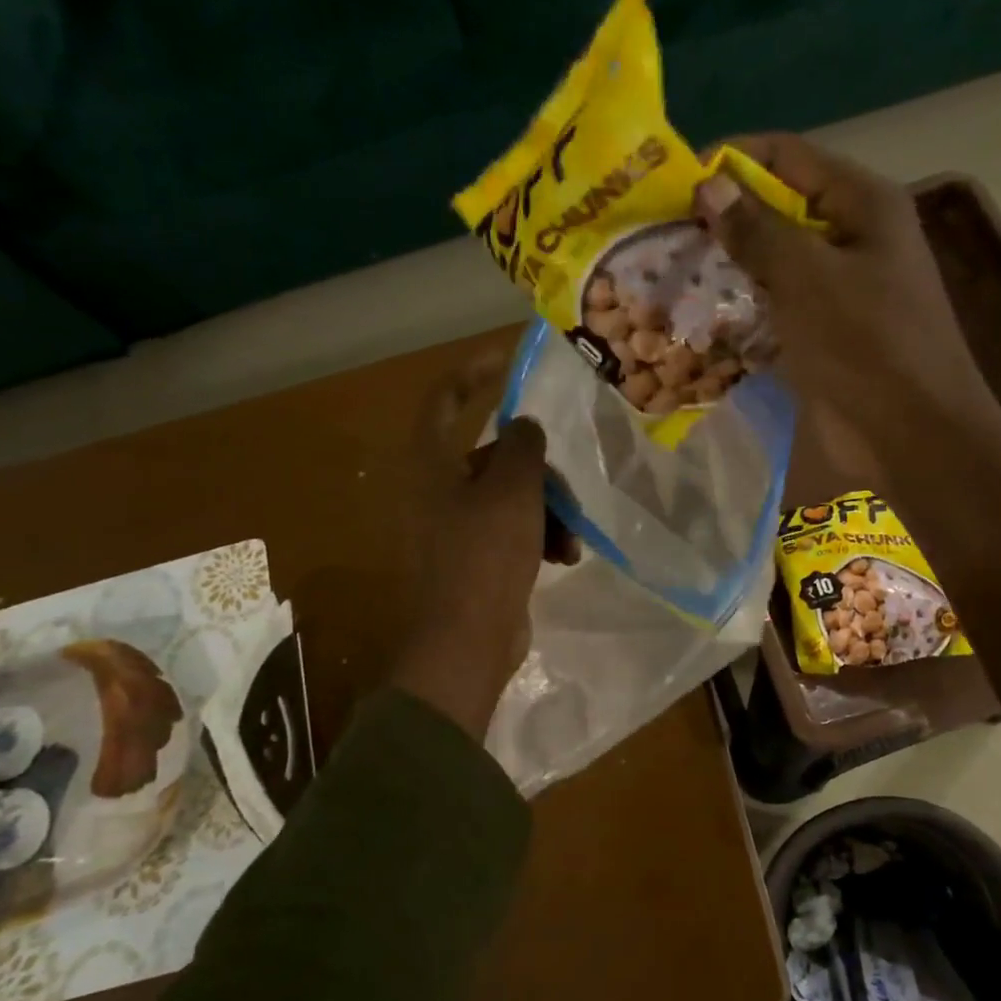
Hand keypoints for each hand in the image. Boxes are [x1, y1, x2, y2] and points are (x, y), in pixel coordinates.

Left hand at [392, 360, 576, 740]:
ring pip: (509, 497)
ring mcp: (454, 528)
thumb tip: (525, 427)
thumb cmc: (485, 555)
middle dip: (536, 471)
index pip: (444, 399)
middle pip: (492, 457)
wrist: (468, 640)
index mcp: (431, 464)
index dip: (473, 372)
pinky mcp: (475, 559)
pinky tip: (563, 558)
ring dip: (546, 511)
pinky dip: (538, 538)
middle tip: (564, 490)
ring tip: (569, 539)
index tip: (508, 360)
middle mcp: (436, 490)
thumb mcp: (513, 489)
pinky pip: (512, 531)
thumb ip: (523, 445)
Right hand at [694, 134, 1000, 463]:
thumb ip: (758, 230)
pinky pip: (778, 308)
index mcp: (862, 204)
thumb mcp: (808, 278)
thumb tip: (709, 185)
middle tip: (665, 235)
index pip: (788, 157)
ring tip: (673, 274)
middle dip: (725, 220)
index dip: (732, 161)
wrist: (910, 433)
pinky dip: (744, 310)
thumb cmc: (865, 344)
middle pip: (779, 210)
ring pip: (775, 264)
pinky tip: (703, 318)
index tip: (676, 182)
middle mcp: (852, 238)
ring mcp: (839, 290)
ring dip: (729, 269)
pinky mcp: (825, 335)